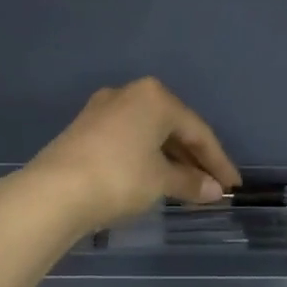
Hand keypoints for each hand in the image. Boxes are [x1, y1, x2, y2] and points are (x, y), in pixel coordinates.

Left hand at [21, 78, 241, 237]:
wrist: (53, 192)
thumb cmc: (120, 178)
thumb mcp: (161, 181)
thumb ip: (191, 182)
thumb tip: (216, 190)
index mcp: (155, 97)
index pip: (198, 131)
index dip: (218, 162)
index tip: (233, 187)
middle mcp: (130, 94)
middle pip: (173, 128)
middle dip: (194, 159)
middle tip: (212, 187)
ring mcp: (103, 110)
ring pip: (149, 134)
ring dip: (171, 160)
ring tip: (186, 187)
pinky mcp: (85, 128)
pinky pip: (129, 140)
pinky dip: (147, 158)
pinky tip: (154, 179)